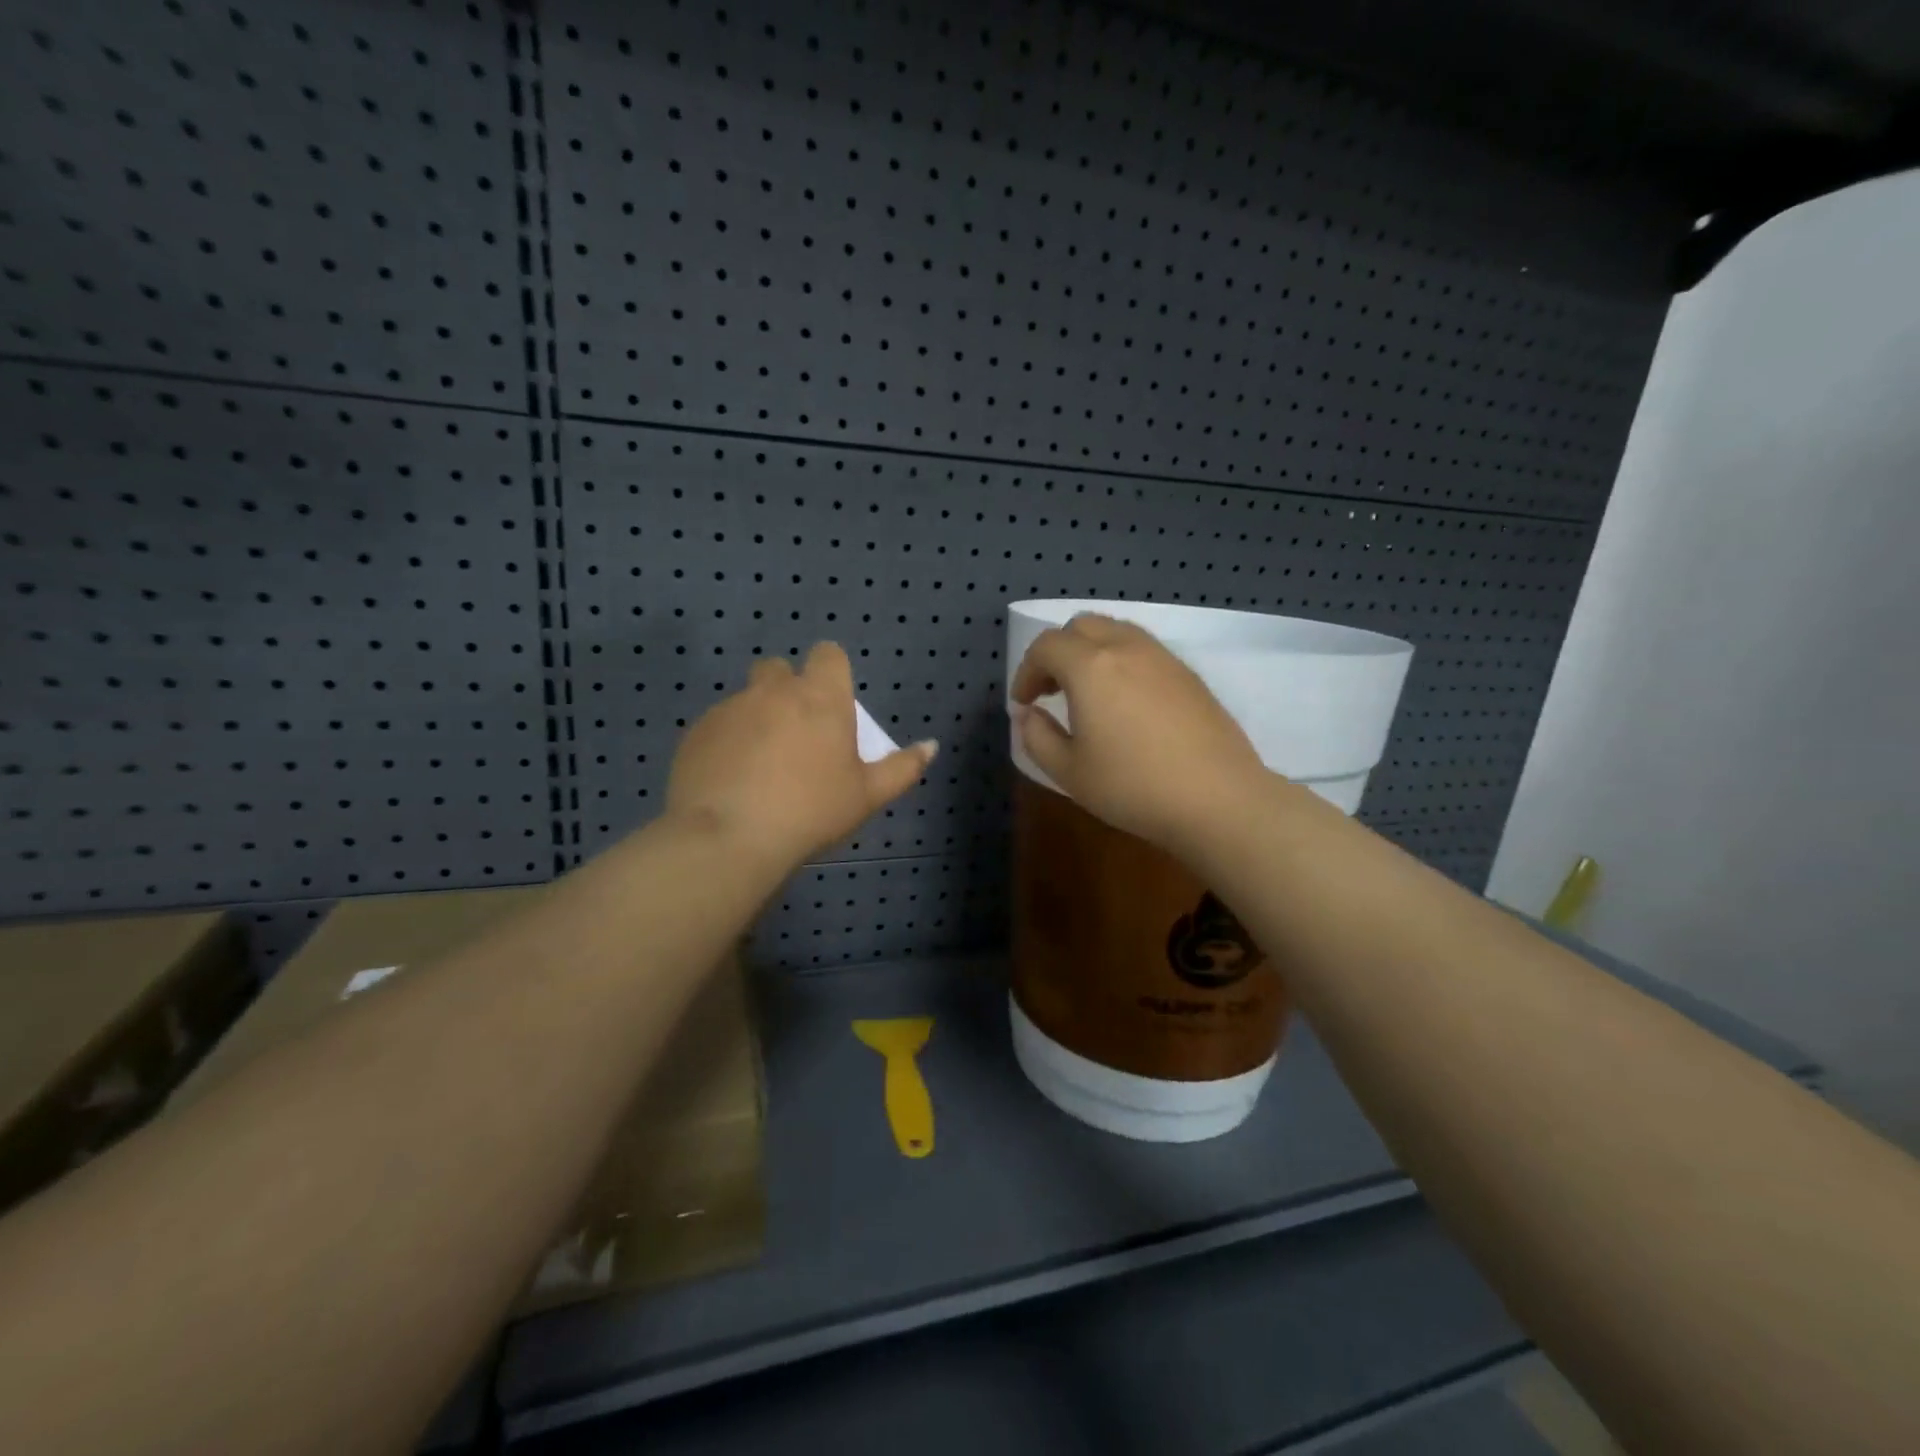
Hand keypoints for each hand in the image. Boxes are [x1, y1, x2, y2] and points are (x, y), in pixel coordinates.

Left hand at [668, 642, 936, 869]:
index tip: (831, 703)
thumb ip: (902, 768)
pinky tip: (730, 779)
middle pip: (780, 669)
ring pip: (747, 698)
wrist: (730, 837)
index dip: (830, 672)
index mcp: (821, 698)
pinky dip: (727, 742)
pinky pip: (717, 725)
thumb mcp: (867, 796)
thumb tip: (931, 746)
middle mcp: (774, 691)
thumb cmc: (811, 811)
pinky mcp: (696, 731)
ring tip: (760, 765)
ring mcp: (730, 708)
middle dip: (787, 690)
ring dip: (757, 718)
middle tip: (796, 734)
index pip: (828, 654)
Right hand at [1011, 614, 1268, 856]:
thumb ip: (1037, 737)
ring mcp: (1162, 657)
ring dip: (1090, 652)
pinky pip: (1143, 650)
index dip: (1026, 671)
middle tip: (1051, 691)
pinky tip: (1125, 703)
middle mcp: (1125, 648)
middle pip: (1081, 626)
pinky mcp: (1188, 674)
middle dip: (1057, 652)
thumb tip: (1028, 714)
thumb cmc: (1133, 786)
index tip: (1024, 703)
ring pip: (1115, 632)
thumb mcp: (1069, 771)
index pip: (1045, 646)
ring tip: (1087, 693)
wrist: (1217, 798)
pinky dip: (1120, 661)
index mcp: (1090, 667)